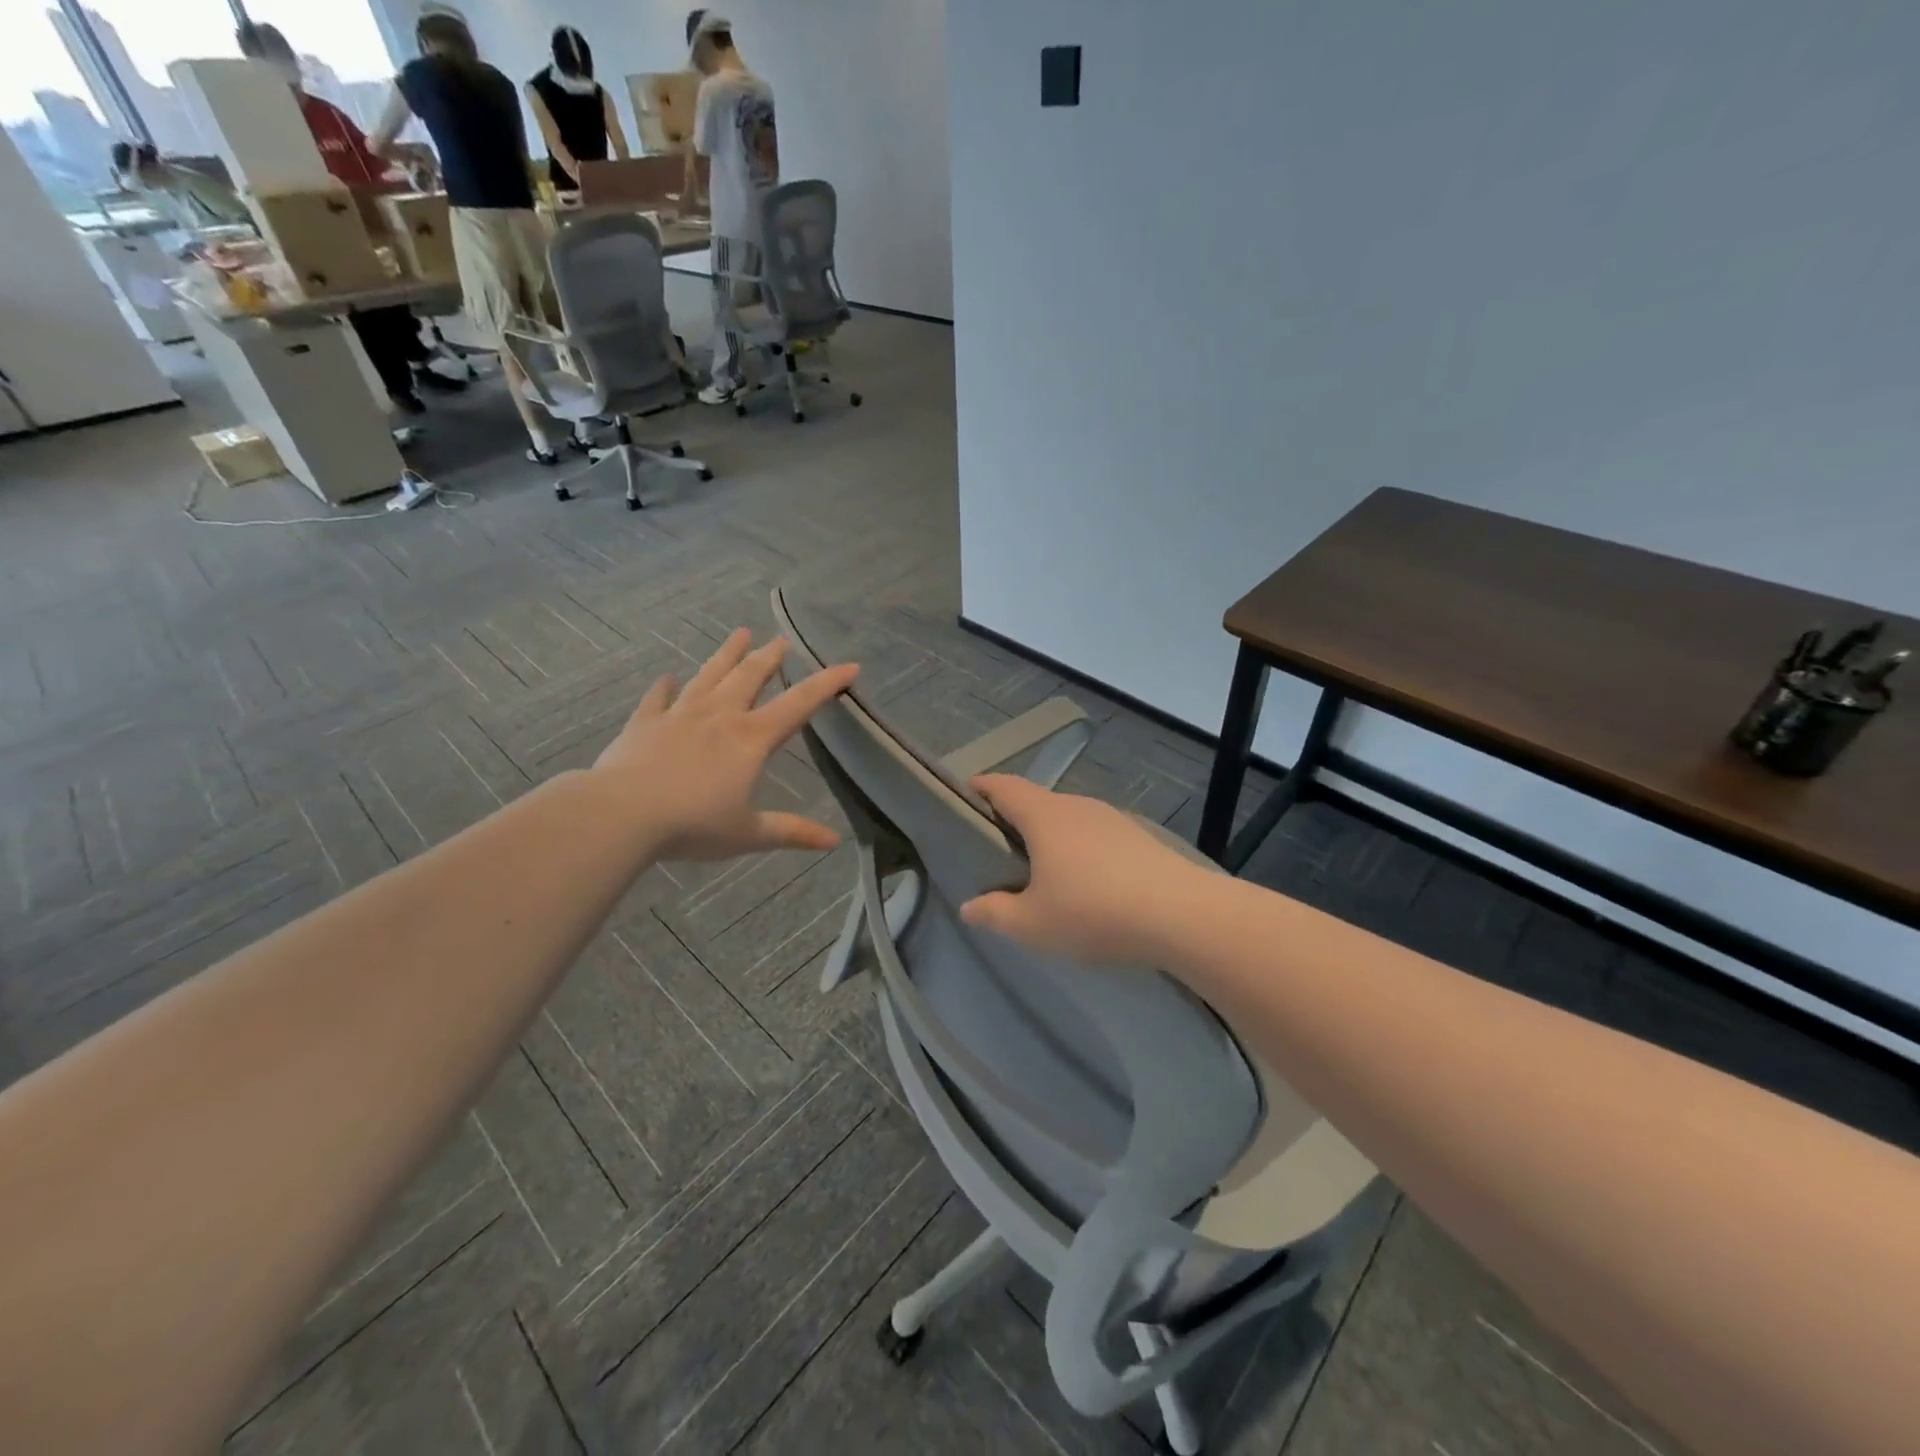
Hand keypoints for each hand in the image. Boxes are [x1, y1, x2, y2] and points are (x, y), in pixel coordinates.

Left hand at [592, 628, 856, 861]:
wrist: (621, 814)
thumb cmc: (692, 824)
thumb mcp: (748, 833)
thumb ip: (791, 832)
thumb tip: (834, 840)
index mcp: (750, 739)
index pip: (798, 704)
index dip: (827, 684)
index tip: (850, 666)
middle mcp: (719, 717)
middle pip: (750, 677)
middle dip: (770, 657)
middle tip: (782, 640)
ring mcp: (679, 715)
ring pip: (709, 676)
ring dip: (726, 655)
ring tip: (740, 633)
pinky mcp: (645, 723)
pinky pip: (658, 699)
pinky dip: (665, 687)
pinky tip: (667, 678)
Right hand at [959, 775, 1217, 965]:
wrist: (1181, 914)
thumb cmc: (1094, 912)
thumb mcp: (1033, 924)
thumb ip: (995, 913)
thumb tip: (969, 906)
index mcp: (1044, 817)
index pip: (1004, 787)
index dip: (981, 786)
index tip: (965, 792)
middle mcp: (1076, 806)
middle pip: (1035, 801)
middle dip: (1013, 816)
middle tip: (996, 845)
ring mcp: (1111, 819)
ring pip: (1067, 818)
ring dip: (1048, 834)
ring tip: (1039, 868)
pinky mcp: (1137, 837)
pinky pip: (1093, 834)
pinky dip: (1077, 848)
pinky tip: (1084, 881)